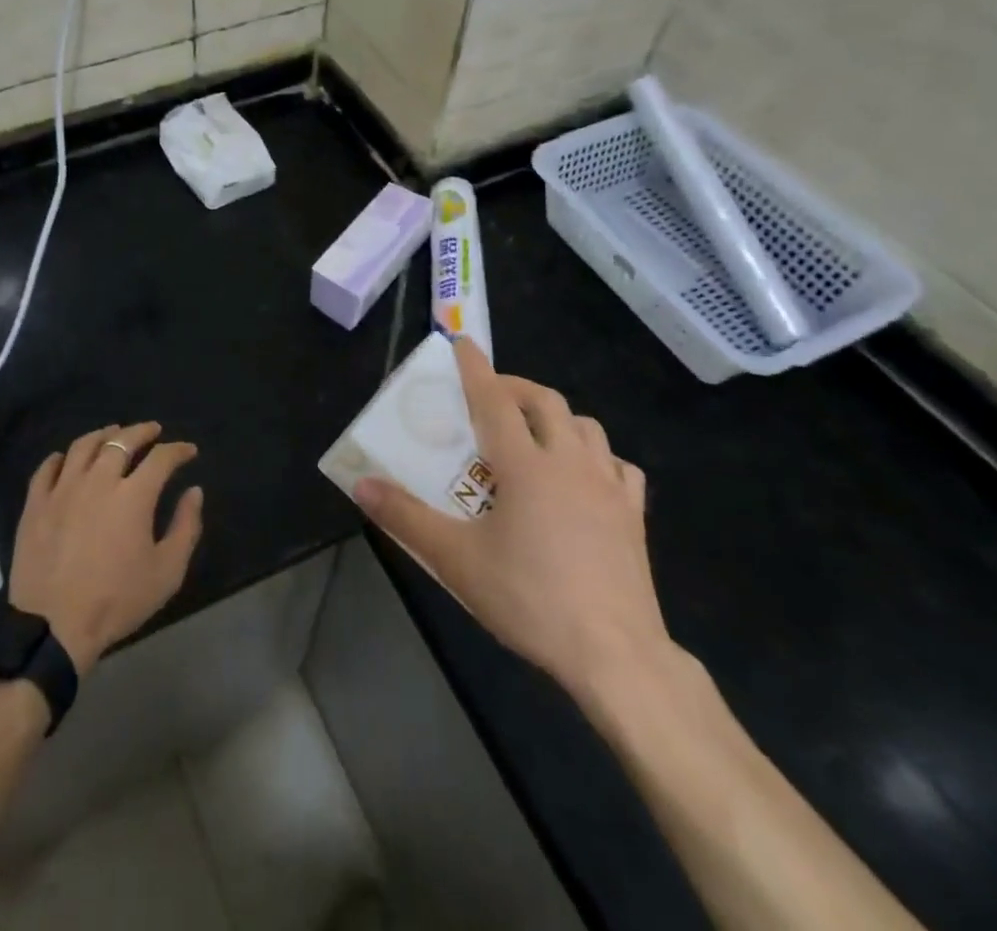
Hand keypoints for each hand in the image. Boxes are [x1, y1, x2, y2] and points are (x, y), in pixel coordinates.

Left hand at [9, 422, 203, 672]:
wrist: (53, 627)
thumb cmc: (117, 601)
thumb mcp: (167, 572)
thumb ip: (185, 527)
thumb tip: (194, 492)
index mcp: (133, 495)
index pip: (161, 458)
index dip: (178, 450)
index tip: (188, 451)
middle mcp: (98, 480)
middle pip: (122, 440)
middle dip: (142, 431)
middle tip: (153, 431)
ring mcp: (62, 489)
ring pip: (83, 446)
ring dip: (103, 435)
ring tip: (113, 434)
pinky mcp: (36, 504)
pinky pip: (47, 468)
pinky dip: (61, 457)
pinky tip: (68, 458)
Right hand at [354, 338, 672, 708]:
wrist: (615, 654)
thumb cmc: (529, 598)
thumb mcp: (456, 560)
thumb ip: (405, 517)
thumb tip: (362, 485)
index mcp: (525, 465)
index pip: (495, 400)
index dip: (475, 369)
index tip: (463, 343)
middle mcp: (569, 462)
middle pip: (546, 402)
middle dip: (516, 387)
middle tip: (492, 396)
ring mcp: (608, 487)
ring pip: (586, 426)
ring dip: (557, 417)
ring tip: (536, 433)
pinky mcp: (634, 516)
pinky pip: (619, 467)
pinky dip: (598, 457)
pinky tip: (586, 476)